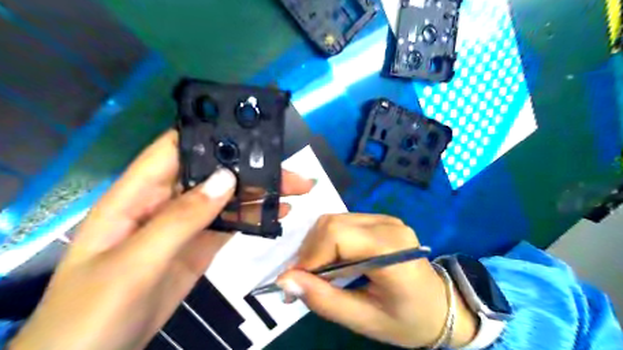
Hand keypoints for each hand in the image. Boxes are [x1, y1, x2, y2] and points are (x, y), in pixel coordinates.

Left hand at [11, 131, 316, 348]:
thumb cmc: (93, 311)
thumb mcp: (134, 263)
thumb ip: (180, 219)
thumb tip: (226, 179)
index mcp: (138, 194)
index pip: (175, 149)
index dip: (210, 134)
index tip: (251, 132)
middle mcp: (165, 202)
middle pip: (212, 174)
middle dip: (251, 169)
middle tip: (290, 173)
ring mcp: (185, 225)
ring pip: (226, 199)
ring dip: (258, 193)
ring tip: (293, 191)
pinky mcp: (199, 246)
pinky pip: (229, 224)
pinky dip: (253, 218)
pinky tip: (276, 214)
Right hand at [274, 214, 475, 347]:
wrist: (441, 307)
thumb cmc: (408, 320)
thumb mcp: (365, 320)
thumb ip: (324, 300)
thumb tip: (285, 280)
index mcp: (391, 248)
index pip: (336, 235)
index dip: (309, 256)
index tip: (295, 281)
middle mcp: (388, 225)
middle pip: (332, 223)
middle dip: (310, 251)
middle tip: (304, 279)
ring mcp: (385, 219)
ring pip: (334, 220)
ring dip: (317, 245)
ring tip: (318, 272)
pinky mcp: (380, 221)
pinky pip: (343, 223)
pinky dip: (329, 241)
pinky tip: (333, 261)